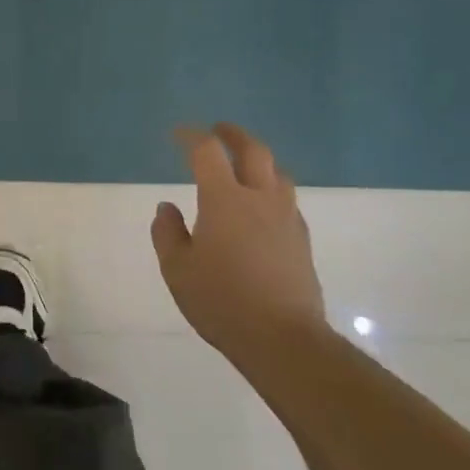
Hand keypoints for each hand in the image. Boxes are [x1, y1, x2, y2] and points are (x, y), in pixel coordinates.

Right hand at [151, 123, 326, 364]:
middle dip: (233, 135)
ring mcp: (286, 219)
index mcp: (224, 199)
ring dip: (259, 160)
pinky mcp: (301, 241)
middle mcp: (259, 199)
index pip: (207, 151)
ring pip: (277, 173)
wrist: (283, 339)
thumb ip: (168, 233)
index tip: (178, 134)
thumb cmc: (221, 300)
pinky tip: (262, 207)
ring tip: (244, 164)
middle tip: (219, 130)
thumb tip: (167, 208)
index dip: (192, 136)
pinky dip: (272, 190)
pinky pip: (287, 200)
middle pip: (253, 151)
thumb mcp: (177, 269)